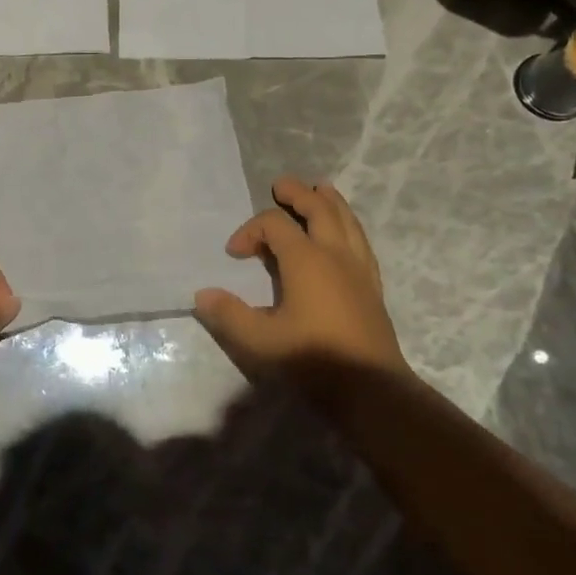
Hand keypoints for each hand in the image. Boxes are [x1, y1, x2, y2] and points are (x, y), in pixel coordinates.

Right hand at [193, 177, 407, 397]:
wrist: (370, 389)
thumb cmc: (312, 359)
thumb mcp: (259, 340)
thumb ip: (229, 314)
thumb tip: (202, 294)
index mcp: (306, 259)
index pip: (275, 225)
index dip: (250, 230)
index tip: (233, 253)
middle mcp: (335, 254)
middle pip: (319, 208)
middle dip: (298, 193)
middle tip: (281, 185)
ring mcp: (359, 268)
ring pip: (347, 220)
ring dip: (330, 202)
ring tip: (322, 190)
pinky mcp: (373, 286)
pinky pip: (361, 241)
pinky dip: (350, 226)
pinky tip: (346, 234)